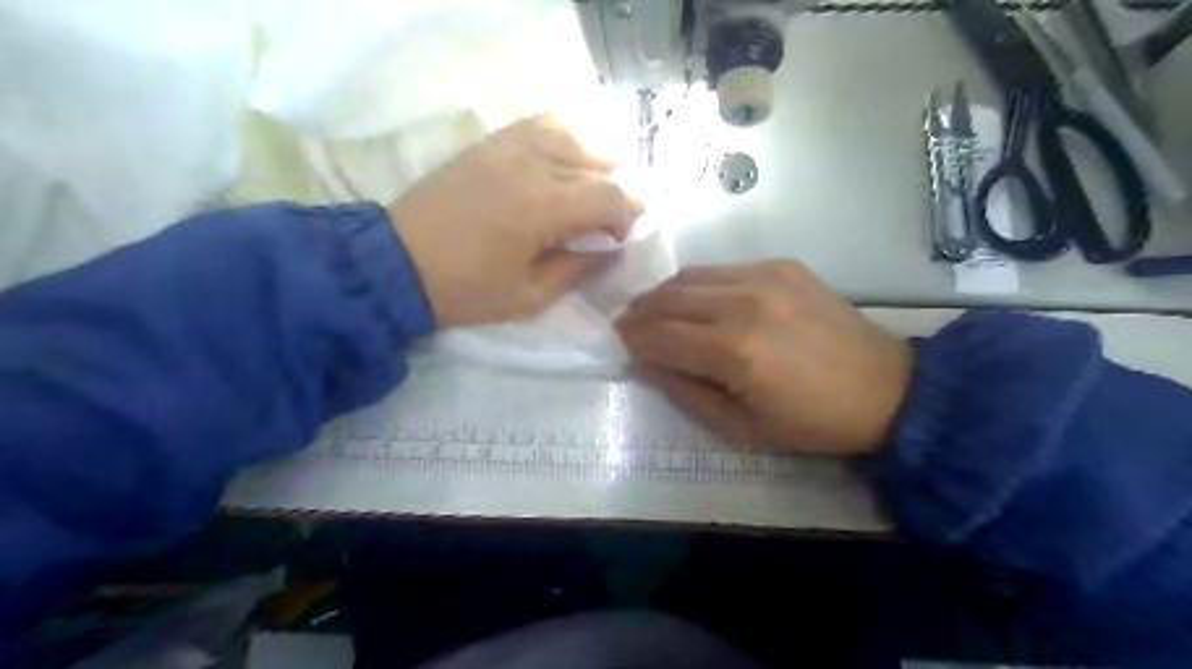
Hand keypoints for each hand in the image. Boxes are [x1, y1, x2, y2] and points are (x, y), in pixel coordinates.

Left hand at [391, 111, 643, 326]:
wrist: (397, 264)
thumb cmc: (466, 289)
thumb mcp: (530, 296)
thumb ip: (576, 268)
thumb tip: (608, 248)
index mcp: (544, 208)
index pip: (609, 196)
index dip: (626, 215)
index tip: (619, 238)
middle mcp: (532, 167)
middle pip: (595, 167)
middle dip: (614, 193)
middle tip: (610, 221)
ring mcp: (507, 148)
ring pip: (570, 138)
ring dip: (593, 160)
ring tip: (595, 181)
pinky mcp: (487, 144)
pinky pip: (536, 125)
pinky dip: (561, 134)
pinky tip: (565, 153)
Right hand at [614, 261, 915, 453]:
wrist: (885, 389)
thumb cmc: (811, 422)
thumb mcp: (741, 428)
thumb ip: (686, 391)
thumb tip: (649, 361)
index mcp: (734, 351)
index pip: (660, 336)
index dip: (633, 340)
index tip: (621, 345)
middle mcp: (744, 302)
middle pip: (668, 298)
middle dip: (639, 312)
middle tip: (628, 325)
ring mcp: (765, 276)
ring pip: (691, 276)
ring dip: (664, 293)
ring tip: (655, 310)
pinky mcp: (783, 265)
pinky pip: (723, 268)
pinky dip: (700, 284)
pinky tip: (700, 301)